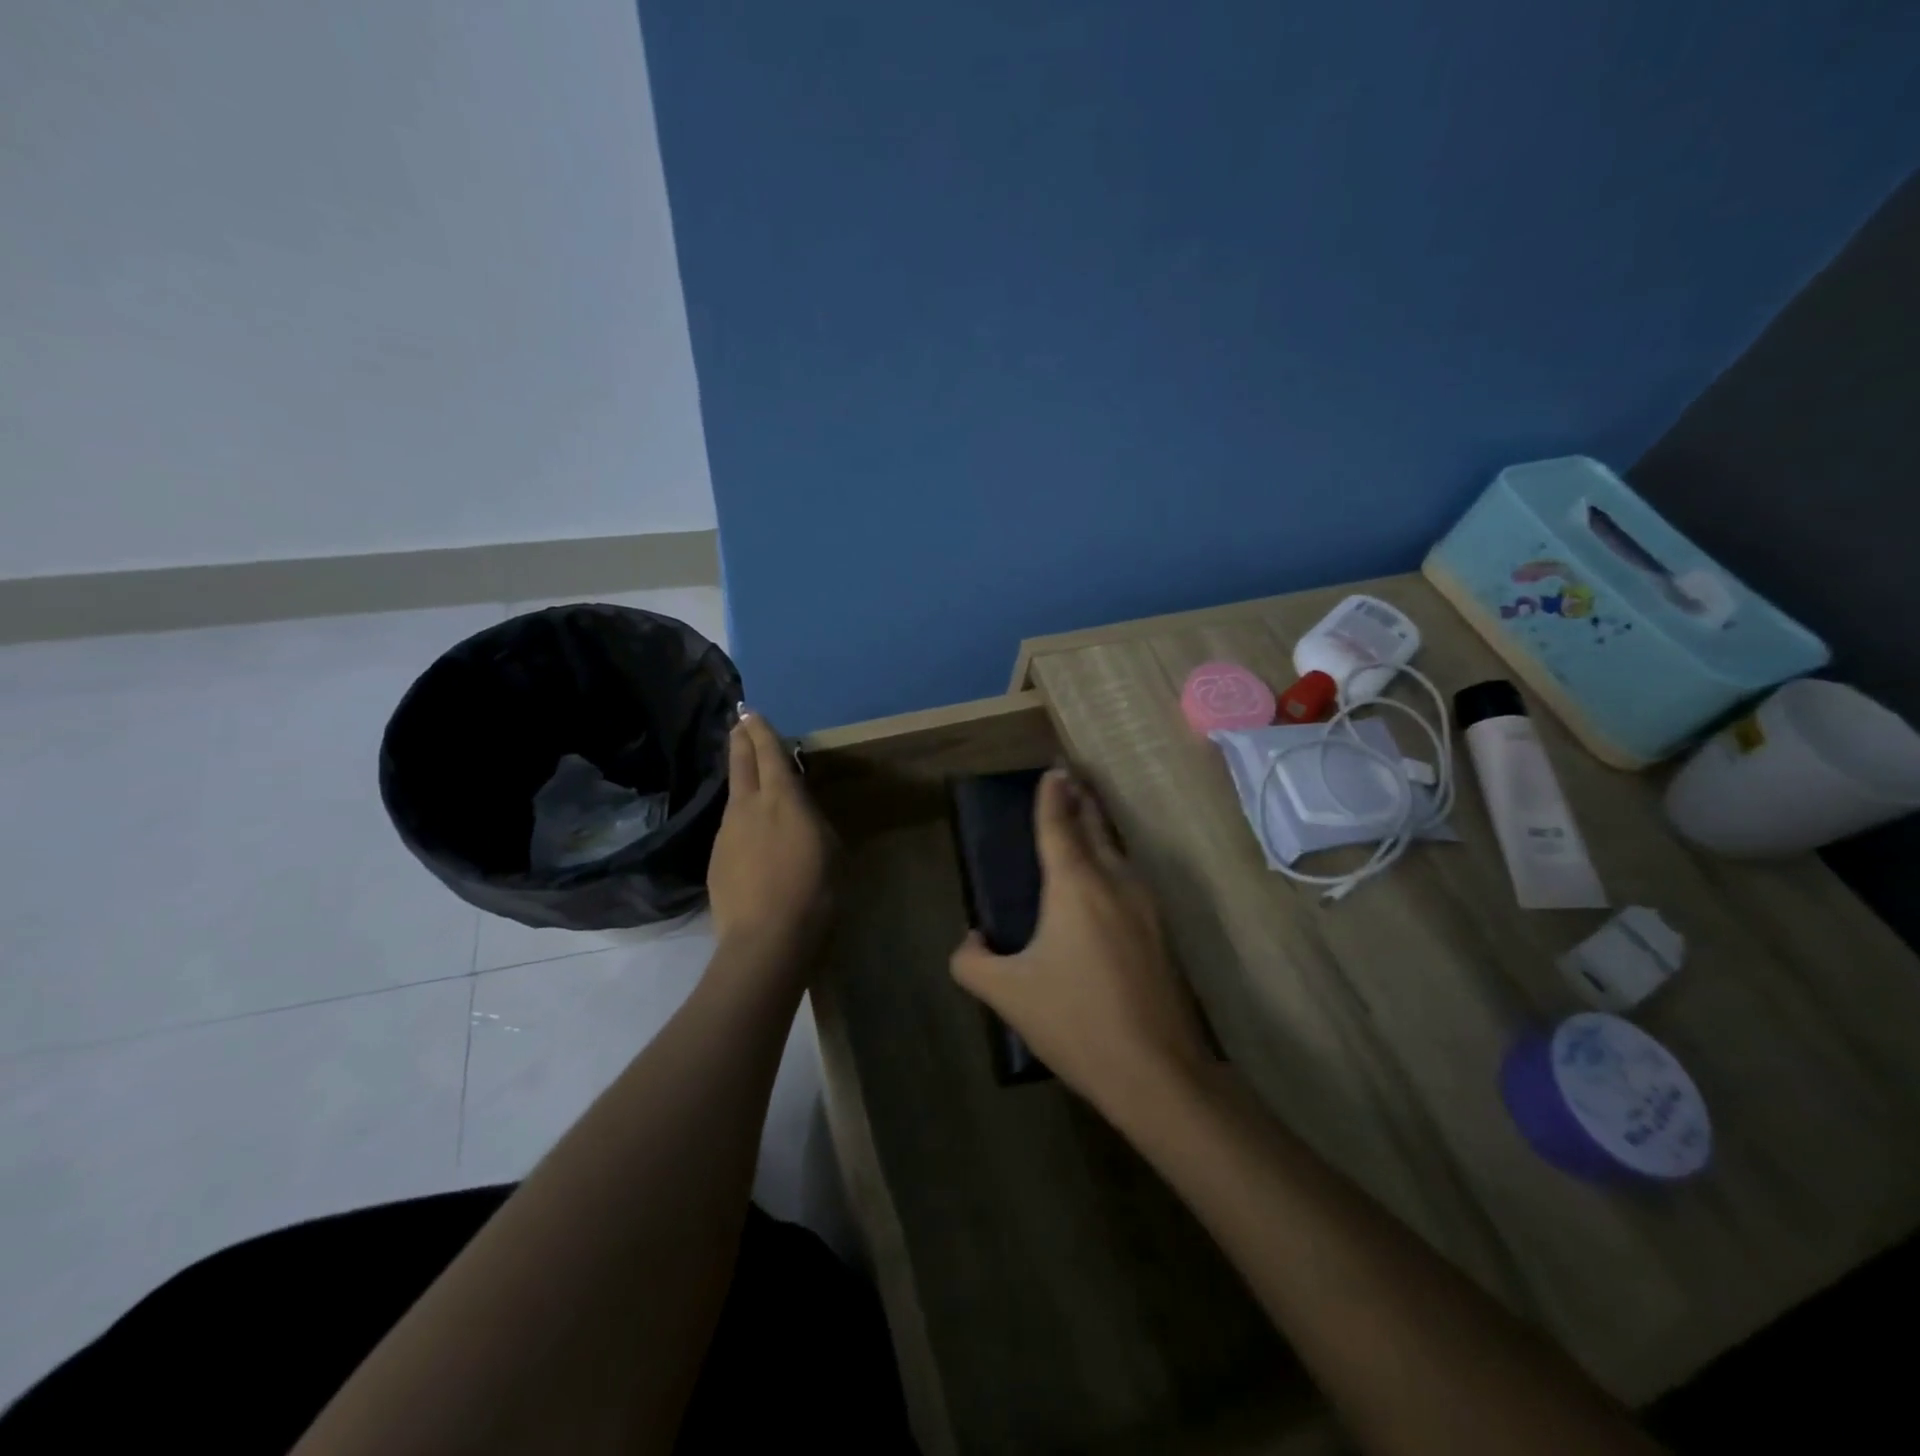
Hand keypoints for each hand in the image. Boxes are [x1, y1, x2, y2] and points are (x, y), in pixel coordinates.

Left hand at [707, 711, 831, 960]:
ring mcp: (727, 833)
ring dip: (740, 781)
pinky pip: (730, 828)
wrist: (767, 939)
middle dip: (740, 740)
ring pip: (733, 796)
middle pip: (741, 764)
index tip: (751, 712)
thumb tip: (799, 811)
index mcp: (783, 799)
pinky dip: (740, 820)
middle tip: (738, 722)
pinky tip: (749, 835)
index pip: (769, 754)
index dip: (761, 731)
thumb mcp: (829, 848)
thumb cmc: (814, 890)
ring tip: (747, 776)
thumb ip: (811, 820)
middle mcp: (748, 807)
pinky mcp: (716, 860)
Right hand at [949, 767, 1210, 1113]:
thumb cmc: (1074, 1020)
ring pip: (1118, 852)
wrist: (1155, 1070)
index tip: (1053, 770)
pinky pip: (1131, 879)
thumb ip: (973, 960)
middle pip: (1096, 828)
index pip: (1059, 824)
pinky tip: (1107, 881)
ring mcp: (1146, 905)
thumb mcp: (1007, 993)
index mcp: (1075, 885)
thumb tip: (972, 937)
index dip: (1052, 795)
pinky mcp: (1162, 932)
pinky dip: (1113, 862)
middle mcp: (1114, 881)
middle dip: (1081, 802)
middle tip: (1071, 781)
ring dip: (1100, 830)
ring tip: (1085, 821)